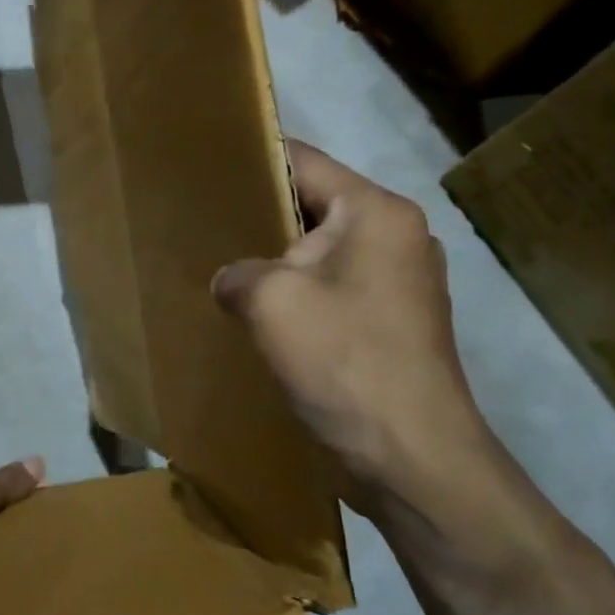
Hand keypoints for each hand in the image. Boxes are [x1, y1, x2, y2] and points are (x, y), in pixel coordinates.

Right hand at [211, 142, 501, 520]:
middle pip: (313, 204)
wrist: (410, 456)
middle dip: (260, 214)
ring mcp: (401, 281)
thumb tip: (234, 281)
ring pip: (321, 251)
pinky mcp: (394, 321)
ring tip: (225, 266)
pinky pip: (334, 287)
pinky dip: (299, 292)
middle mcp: (397, 235)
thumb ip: (237, 271)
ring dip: (278, 259)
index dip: (251, 158)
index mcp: (375, 212)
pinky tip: (261, 312)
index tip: (204, 166)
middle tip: (204, 221)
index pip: (303, 160)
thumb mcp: (269, 300)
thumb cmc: (343, 360)